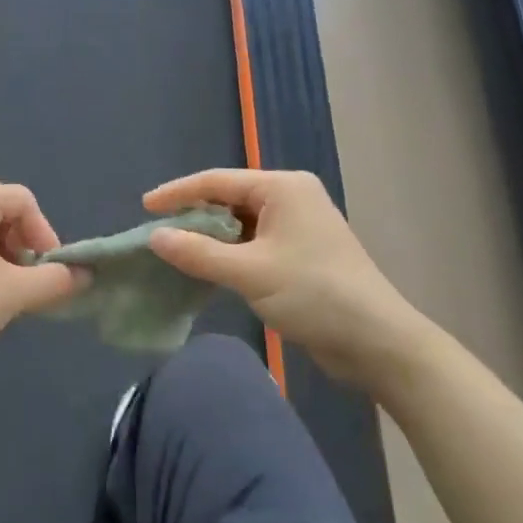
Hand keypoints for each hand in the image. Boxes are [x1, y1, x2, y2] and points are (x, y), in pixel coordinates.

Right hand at [144, 170, 431, 387]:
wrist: (377, 341)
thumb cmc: (314, 294)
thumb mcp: (250, 273)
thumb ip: (199, 253)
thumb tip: (154, 237)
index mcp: (283, 188)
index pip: (217, 181)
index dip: (178, 193)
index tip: (144, 207)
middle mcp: (291, 197)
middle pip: (229, 198)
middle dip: (194, 215)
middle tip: (158, 233)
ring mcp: (299, 225)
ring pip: (241, 223)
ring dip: (211, 237)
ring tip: (176, 251)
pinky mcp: (302, 252)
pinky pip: (255, 242)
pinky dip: (230, 253)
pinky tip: (208, 268)